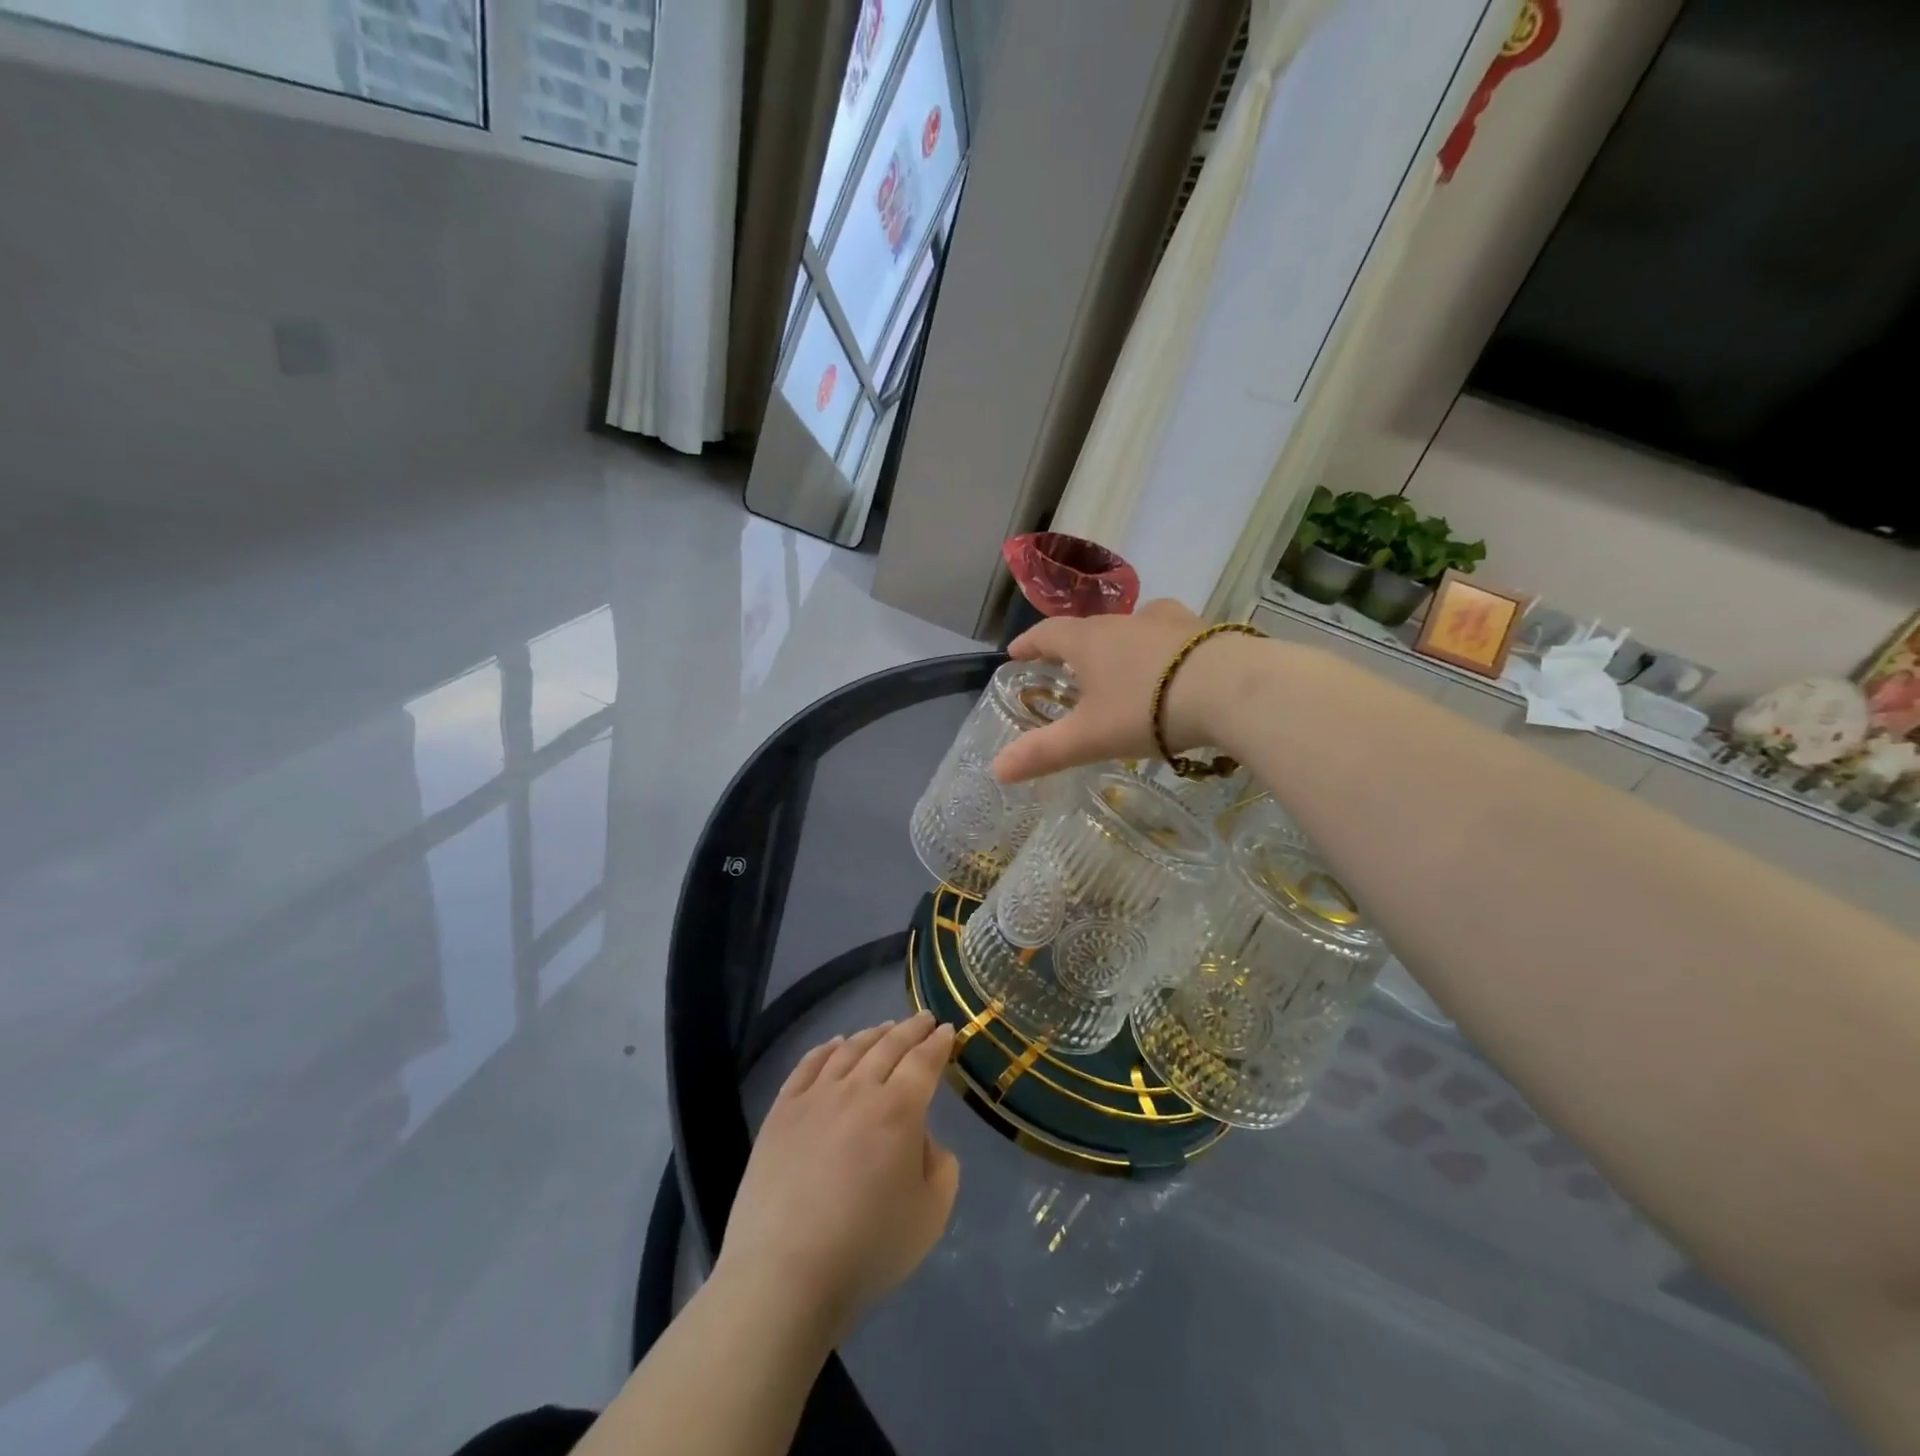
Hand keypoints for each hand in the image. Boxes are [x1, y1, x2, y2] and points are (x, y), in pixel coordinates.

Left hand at [716, 1012, 959, 1341]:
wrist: (785, 1274)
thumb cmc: (867, 1249)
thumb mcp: (930, 1216)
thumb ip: (941, 1167)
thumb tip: (923, 1138)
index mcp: (899, 1110)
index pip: (923, 1062)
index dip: (938, 1043)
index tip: (947, 1029)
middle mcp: (858, 1090)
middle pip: (888, 1046)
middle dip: (910, 1028)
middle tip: (923, 1018)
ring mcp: (816, 1097)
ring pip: (849, 1050)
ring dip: (872, 1034)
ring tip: (885, 1027)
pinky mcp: (782, 1112)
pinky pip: (808, 1066)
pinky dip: (826, 1048)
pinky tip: (835, 1044)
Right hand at [994, 598, 1239, 782]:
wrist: (1231, 689)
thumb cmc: (1147, 708)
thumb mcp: (1090, 737)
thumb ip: (1044, 752)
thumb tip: (996, 769)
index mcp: (1089, 641)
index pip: (1048, 634)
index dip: (1029, 644)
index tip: (1015, 653)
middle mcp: (1125, 622)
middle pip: (1090, 628)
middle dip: (1074, 646)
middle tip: (1068, 666)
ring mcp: (1168, 623)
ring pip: (1134, 625)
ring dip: (1121, 641)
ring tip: (1122, 663)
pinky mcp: (1205, 632)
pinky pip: (1173, 635)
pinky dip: (1163, 648)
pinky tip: (1175, 665)